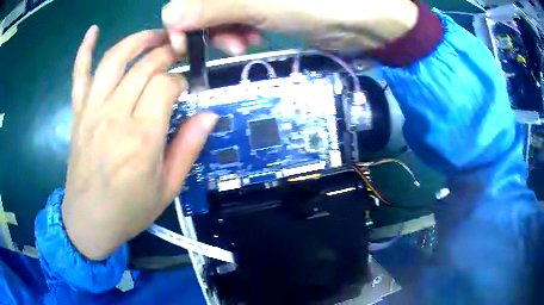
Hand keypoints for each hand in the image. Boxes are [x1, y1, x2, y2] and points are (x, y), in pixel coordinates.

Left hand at [62, 26, 217, 260]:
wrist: (89, 221)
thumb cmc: (130, 210)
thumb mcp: (168, 188)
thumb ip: (188, 147)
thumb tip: (210, 114)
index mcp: (142, 137)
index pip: (166, 85)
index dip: (181, 80)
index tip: (185, 88)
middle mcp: (115, 115)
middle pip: (144, 66)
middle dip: (166, 53)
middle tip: (177, 53)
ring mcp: (92, 111)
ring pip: (114, 59)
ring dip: (137, 40)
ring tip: (154, 34)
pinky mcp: (78, 114)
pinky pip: (79, 75)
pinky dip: (84, 50)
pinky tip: (92, 31)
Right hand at [161, 0, 417, 54]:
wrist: (367, 20)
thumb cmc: (323, 3)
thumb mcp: (263, 3)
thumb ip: (214, 6)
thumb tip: (170, 16)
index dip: (181, 15)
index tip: (182, 41)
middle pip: (203, 2)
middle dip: (207, 26)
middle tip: (228, 44)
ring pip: (218, 11)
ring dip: (223, 32)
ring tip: (242, 44)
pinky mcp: (265, 4)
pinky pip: (236, 17)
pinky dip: (237, 31)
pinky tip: (250, 39)